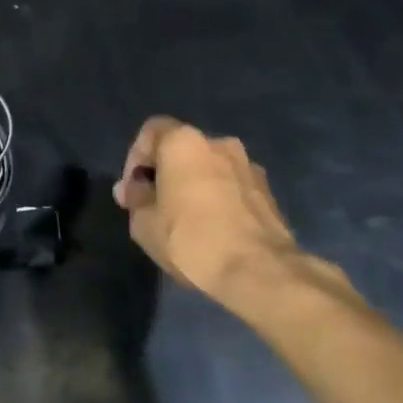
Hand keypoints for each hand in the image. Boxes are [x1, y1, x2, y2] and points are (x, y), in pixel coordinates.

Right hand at [112, 116, 351, 306]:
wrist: (259, 271)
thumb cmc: (190, 239)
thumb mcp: (143, 223)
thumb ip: (135, 198)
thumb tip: (134, 189)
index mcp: (184, 142)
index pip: (151, 131)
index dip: (136, 157)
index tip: (133, 190)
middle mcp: (219, 143)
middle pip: (183, 149)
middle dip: (166, 173)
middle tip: (155, 205)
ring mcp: (249, 166)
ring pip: (210, 168)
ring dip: (195, 186)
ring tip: (186, 220)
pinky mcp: (269, 192)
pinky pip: (232, 187)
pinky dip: (219, 199)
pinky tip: (213, 229)